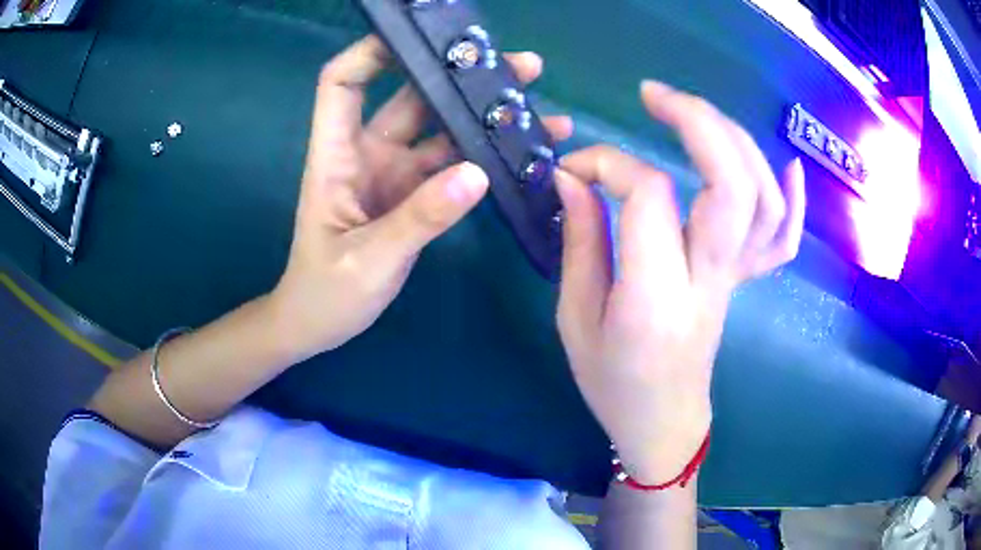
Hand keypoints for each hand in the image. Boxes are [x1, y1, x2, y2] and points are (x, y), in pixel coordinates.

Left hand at [270, 36, 573, 361]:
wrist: (318, 324)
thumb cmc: (326, 292)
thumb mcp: (369, 258)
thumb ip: (420, 217)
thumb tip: (478, 173)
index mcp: (337, 155)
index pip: (341, 82)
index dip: (371, 52)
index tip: (420, 38)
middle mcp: (367, 152)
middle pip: (411, 96)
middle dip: (460, 77)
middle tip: (520, 67)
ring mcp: (394, 172)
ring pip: (441, 129)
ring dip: (484, 115)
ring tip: (537, 104)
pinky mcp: (414, 195)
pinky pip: (453, 165)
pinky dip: (485, 156)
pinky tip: (523, 153)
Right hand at [555, 81, 805, 483]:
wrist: (664, 423)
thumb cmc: (612, 383)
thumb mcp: (575, 319)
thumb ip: (580, 242)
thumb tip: (573, 177)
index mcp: (655, 299)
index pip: (649, 196)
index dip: (608, 164)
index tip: (573, 169)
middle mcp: (709, 281)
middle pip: (731, 184)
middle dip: (697, 122)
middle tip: (654, 95)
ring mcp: (736, 280)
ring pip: (763, 199)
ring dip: (735, 141)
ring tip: (695, 113)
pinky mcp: (745, 282)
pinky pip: (783, 238)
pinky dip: (792, 197)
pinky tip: (787, 165)